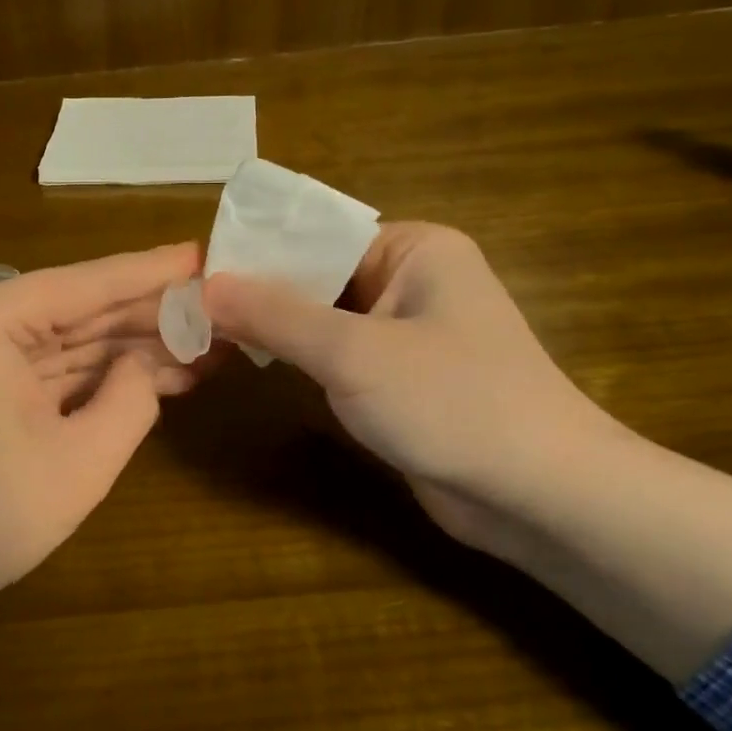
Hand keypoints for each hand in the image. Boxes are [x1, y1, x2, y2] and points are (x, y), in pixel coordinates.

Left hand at [0, 241, 206, 618]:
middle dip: (152, 316)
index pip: (89, 283)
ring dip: (136, 350)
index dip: (153, 273)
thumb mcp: (80, 460)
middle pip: (84, 310)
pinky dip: (105, 379)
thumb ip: (130, 400)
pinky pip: (59, 373)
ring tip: (208, 348)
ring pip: (76, 343)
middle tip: (222, 311)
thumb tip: (145, 366)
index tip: (206, 255)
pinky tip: (161, 379)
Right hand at [202, 223, 611, 544]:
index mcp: (415, 249)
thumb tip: (205, 286)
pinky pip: (340, 355)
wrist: (539, 495)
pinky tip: (256, 362)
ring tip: (208, 330)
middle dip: (262, 294)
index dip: (258, 253)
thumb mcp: (353, 353)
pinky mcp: (402, 379)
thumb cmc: (452, 402)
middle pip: (319, 276)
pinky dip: (301, 359)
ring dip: (278, 328)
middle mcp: (412, 280)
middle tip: (192, 307)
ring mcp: (408, 332)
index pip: (318, 235)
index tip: (197, 273)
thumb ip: (276, 316)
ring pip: (326, 319)